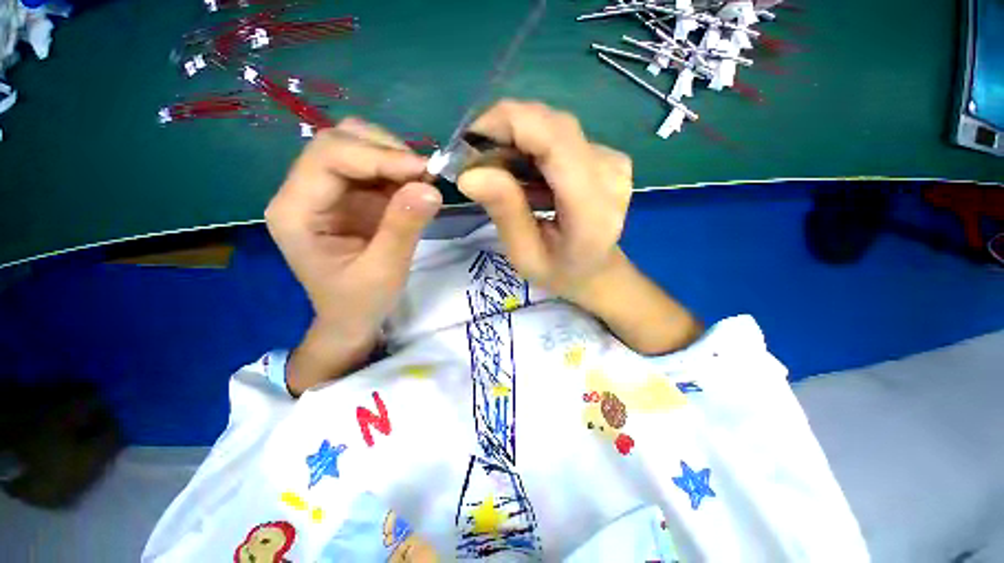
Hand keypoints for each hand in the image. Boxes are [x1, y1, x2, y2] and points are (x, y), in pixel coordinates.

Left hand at [265, 118, 441, 392]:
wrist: (352, 318)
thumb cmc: (360, 302)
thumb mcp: (384, 271)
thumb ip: (403, 228)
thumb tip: (431, 188)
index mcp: (296, 211)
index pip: (329, 156)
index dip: (379, 156)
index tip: (424, 172)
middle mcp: (303, 192)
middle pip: (339, 142)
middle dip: (387, 151)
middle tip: (425, 176)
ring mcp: (326, 191)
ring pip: (356, 146)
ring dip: (394, 157)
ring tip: (423, 183)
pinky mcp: (348, 196)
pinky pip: (373, 167)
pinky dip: (399, 171)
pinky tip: (416, 188)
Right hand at [458, 100, 700, 353]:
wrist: (597, 271)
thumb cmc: (560, 272)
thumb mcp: (525, 255)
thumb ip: (505, 212)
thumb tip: (469, 174)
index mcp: (592, 208)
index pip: (553, 140)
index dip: (507, 124)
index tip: (468, 142)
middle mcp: (610, 173)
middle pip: (552, 125)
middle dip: (505, 130)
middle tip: (476, 159)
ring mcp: (613, 161)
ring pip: (554, 126)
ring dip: (516, 138)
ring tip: (496, 170)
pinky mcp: (606, 156)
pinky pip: (561, 136)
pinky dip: (532, 145)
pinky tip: (522, 171)